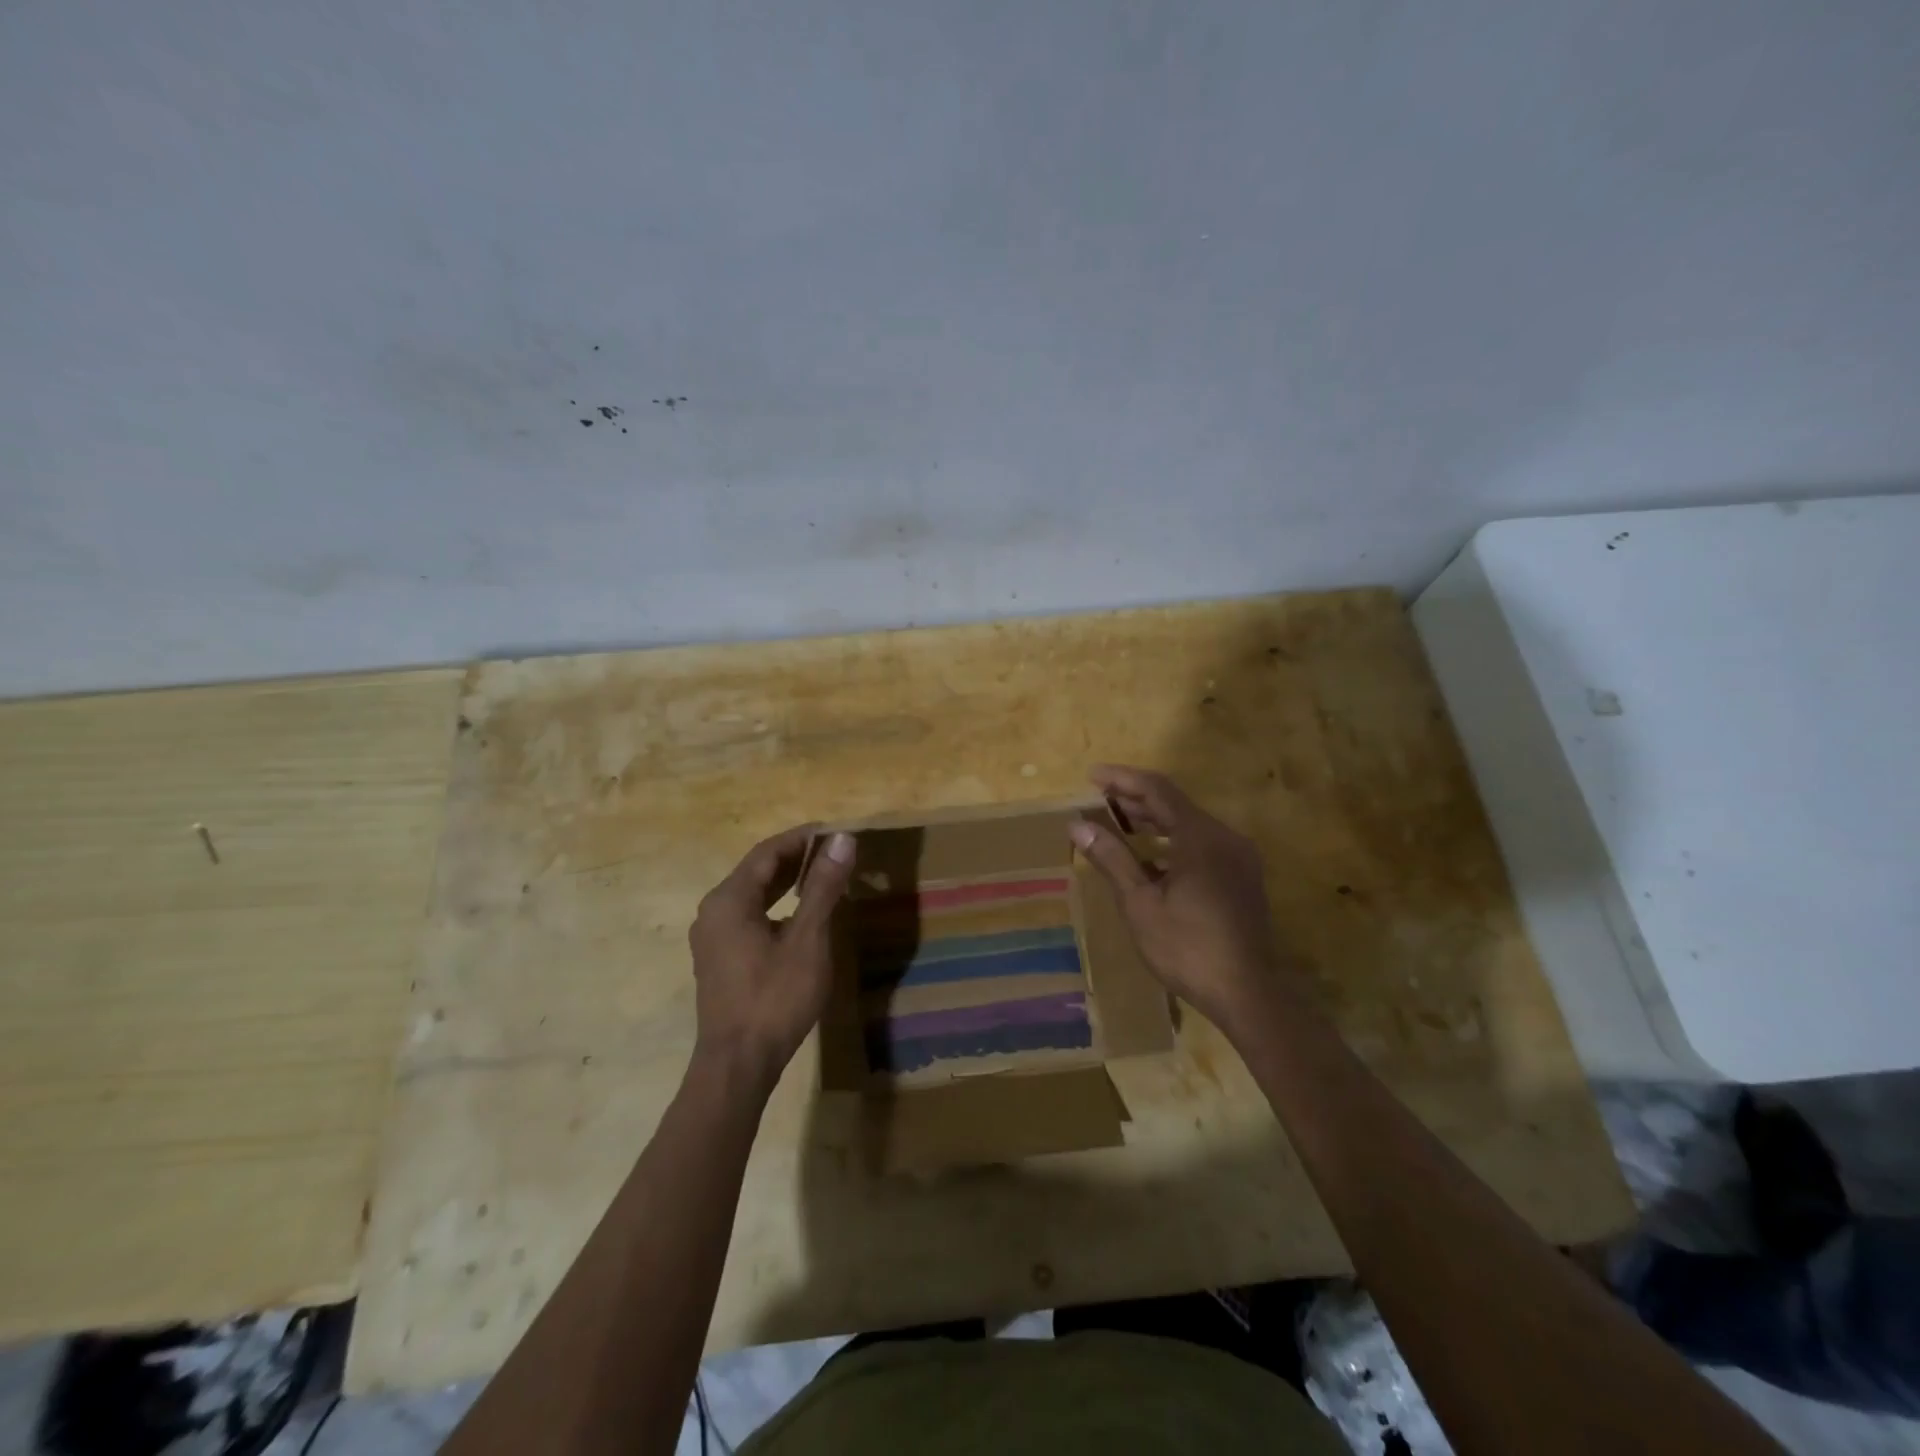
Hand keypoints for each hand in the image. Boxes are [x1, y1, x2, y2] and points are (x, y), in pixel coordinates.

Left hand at [688, 825, 855, 1090]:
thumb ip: (822, 886)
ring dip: (785, 883)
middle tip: (834, 853)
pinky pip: (747, 917)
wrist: (737, 1065)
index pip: (768, 852)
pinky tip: (799, 916)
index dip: (802, 838)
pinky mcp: (717, 959)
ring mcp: (711, 937)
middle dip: (795, 859)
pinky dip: (775, 906)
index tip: (835, 832)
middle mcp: (713, 911)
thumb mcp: (808, 939)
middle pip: (757, 871)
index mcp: (729, 899)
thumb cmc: (775, 997)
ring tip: (822, 877)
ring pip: (752, 895)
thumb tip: (841, 840)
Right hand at [1070, 764, 1292, 1031]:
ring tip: (1117, 822)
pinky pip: (1202, 844)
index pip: (1157, 790)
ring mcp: (1238, 857)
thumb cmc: (1187, 948)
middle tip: (1099, 800)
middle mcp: (1224, 837)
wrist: (1247, 995)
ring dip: (1153, 820)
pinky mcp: (1241, 877)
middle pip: (1175, 804)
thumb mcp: (1140, 904)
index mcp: (1200, 837)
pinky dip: (1172, 842)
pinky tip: (1150, 859)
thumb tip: (1078, 824)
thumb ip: (1112, 858)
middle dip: (1135, 799)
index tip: (1092, 776)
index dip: (1123, 779)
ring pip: (1189, 824)